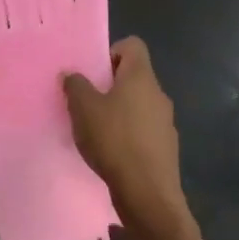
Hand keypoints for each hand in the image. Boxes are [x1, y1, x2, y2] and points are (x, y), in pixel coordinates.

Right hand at [62, 37, 185, 225]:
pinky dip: (127, 133)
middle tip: (86, 101)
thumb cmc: (114, 140)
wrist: (147, 194)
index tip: (93, 73)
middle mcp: (158, 94)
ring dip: (118, 110)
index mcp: (141, 78)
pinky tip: (110, 151)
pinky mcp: (165, 147)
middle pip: (134, 76)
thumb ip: (75, 85)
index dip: (111, 52)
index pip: (132, 45)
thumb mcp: (83, 108)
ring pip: (138, 104)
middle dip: (109, 85)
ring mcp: (165, 122)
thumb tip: (72, 74)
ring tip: (95, 129)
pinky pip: (143, 129)